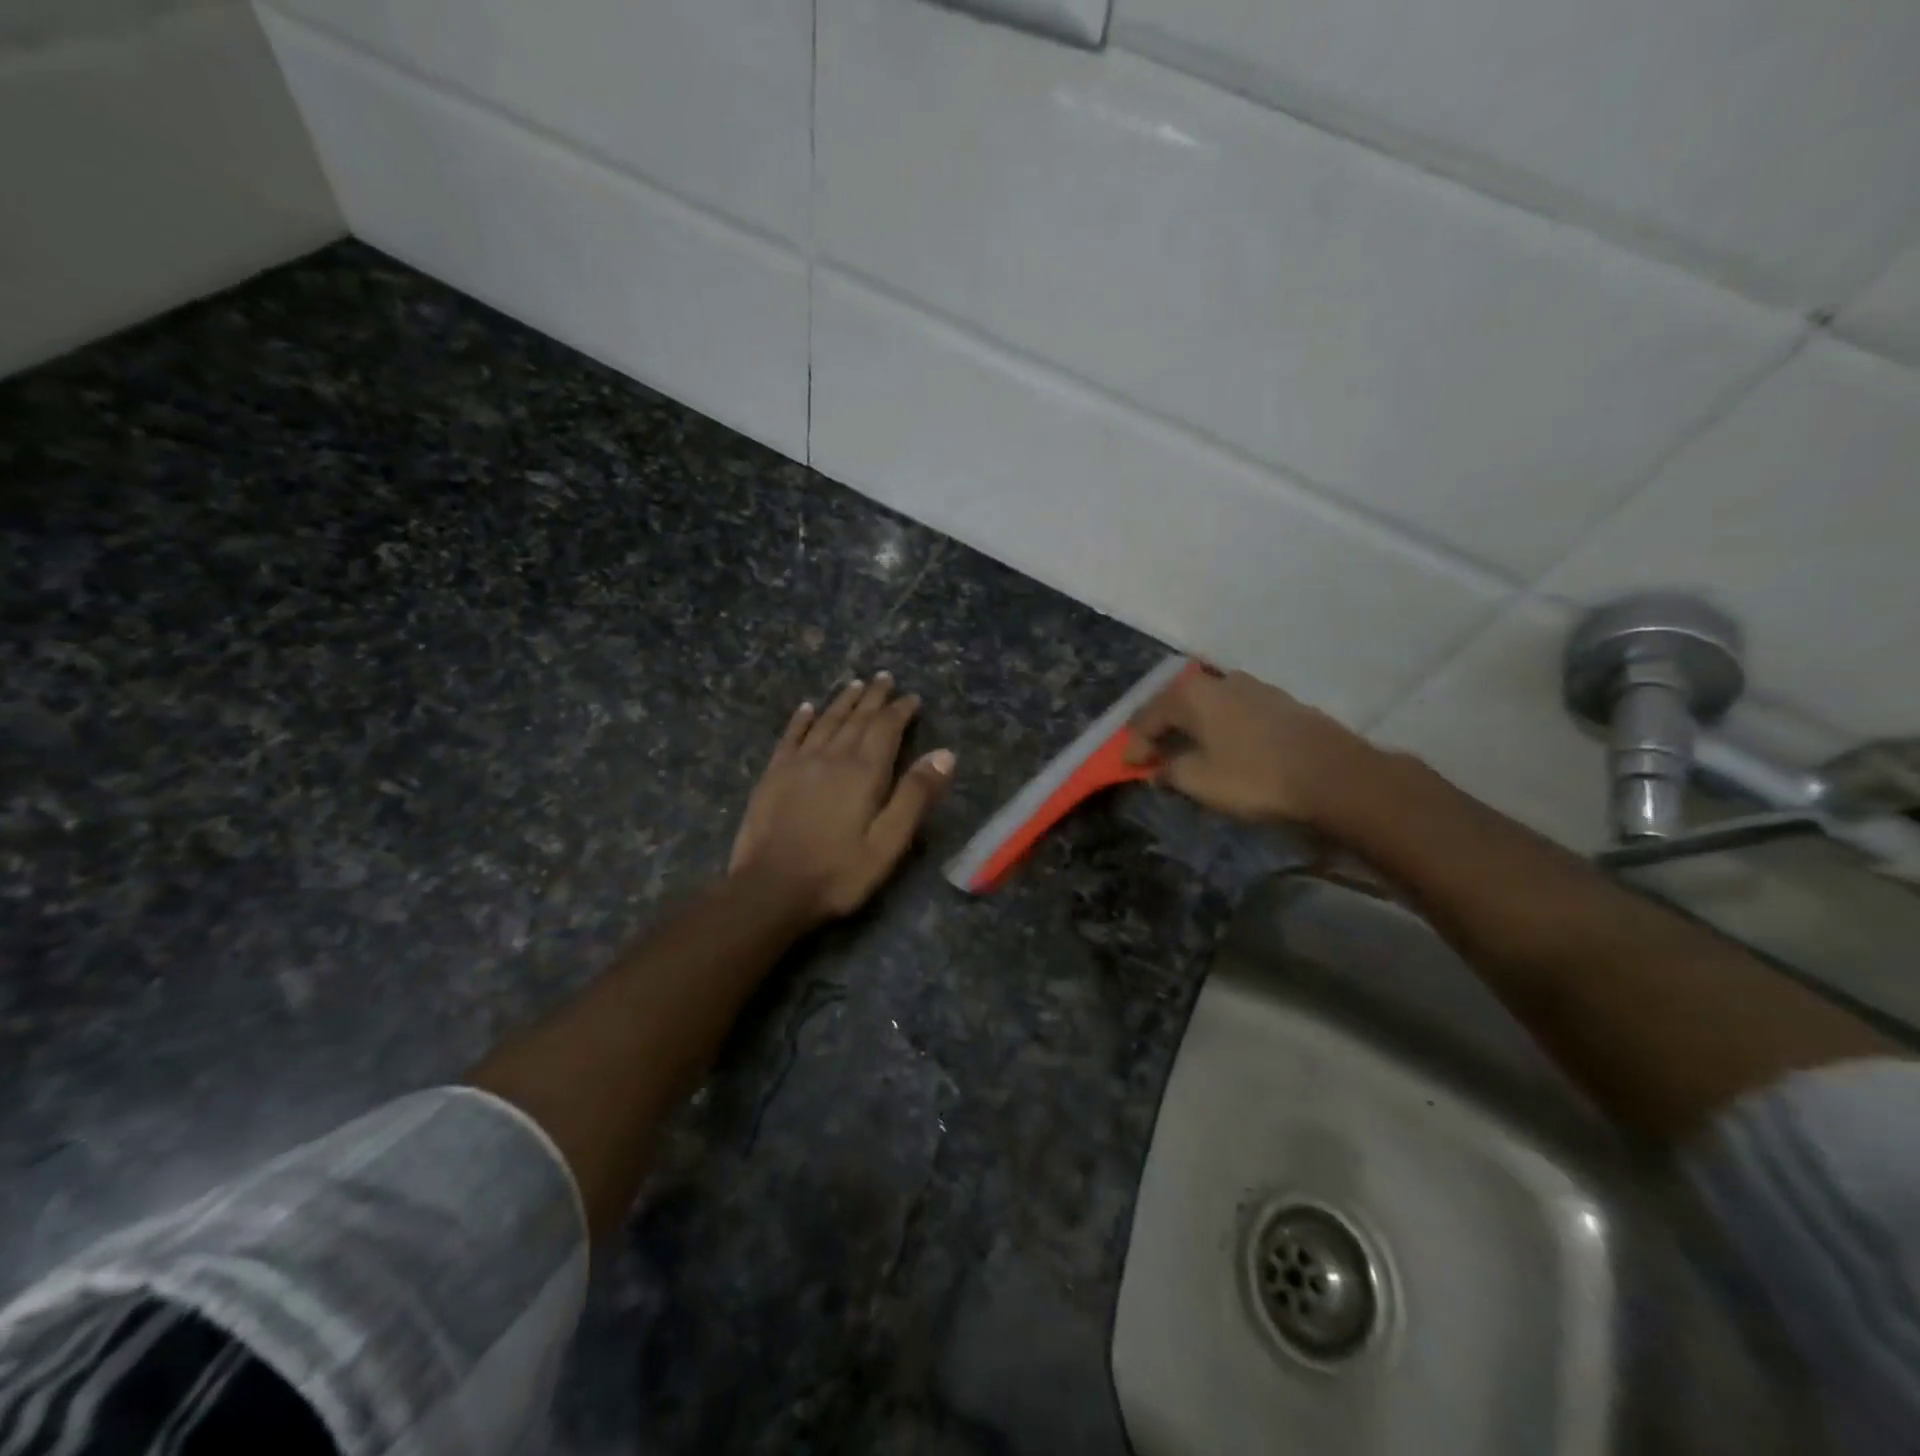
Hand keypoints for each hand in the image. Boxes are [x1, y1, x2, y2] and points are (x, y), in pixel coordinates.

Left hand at [730, 673, 955, 921]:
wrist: (771, 888)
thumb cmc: (839, 872)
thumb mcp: (889, 843)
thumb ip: (915, 796)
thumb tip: (944, 754)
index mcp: (864, 772)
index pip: (887, 728)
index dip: (900, 710)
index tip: (912, 697)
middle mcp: (832, 756)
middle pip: (857, 718)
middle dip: (873, 697)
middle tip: (884, 678)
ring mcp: (799, 763)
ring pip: (826, 721)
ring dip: (843, 701)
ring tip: (855, 684)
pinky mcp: (774, 774)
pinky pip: (791, 736)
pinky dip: (801, 719)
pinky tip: (807, 708)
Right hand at [1124, 669, 1375, 825]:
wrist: (1332, 774)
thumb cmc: (1254, 776)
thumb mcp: (1199, 780)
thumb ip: (1171, 771)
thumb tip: (1160, 768)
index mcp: (1193, 694)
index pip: (1148, 715)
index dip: (1135, 743)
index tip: (1129, 767)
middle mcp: (1220, 681)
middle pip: (1177, 702)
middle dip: (1161, 728)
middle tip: (1151, 753)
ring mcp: (1254, 687)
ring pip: (1208, 703)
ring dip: (1191, 725)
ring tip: (1186, 749)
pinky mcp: (1279, 702)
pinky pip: (1233, 710)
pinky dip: (1218, 726)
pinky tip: (1223, 745)